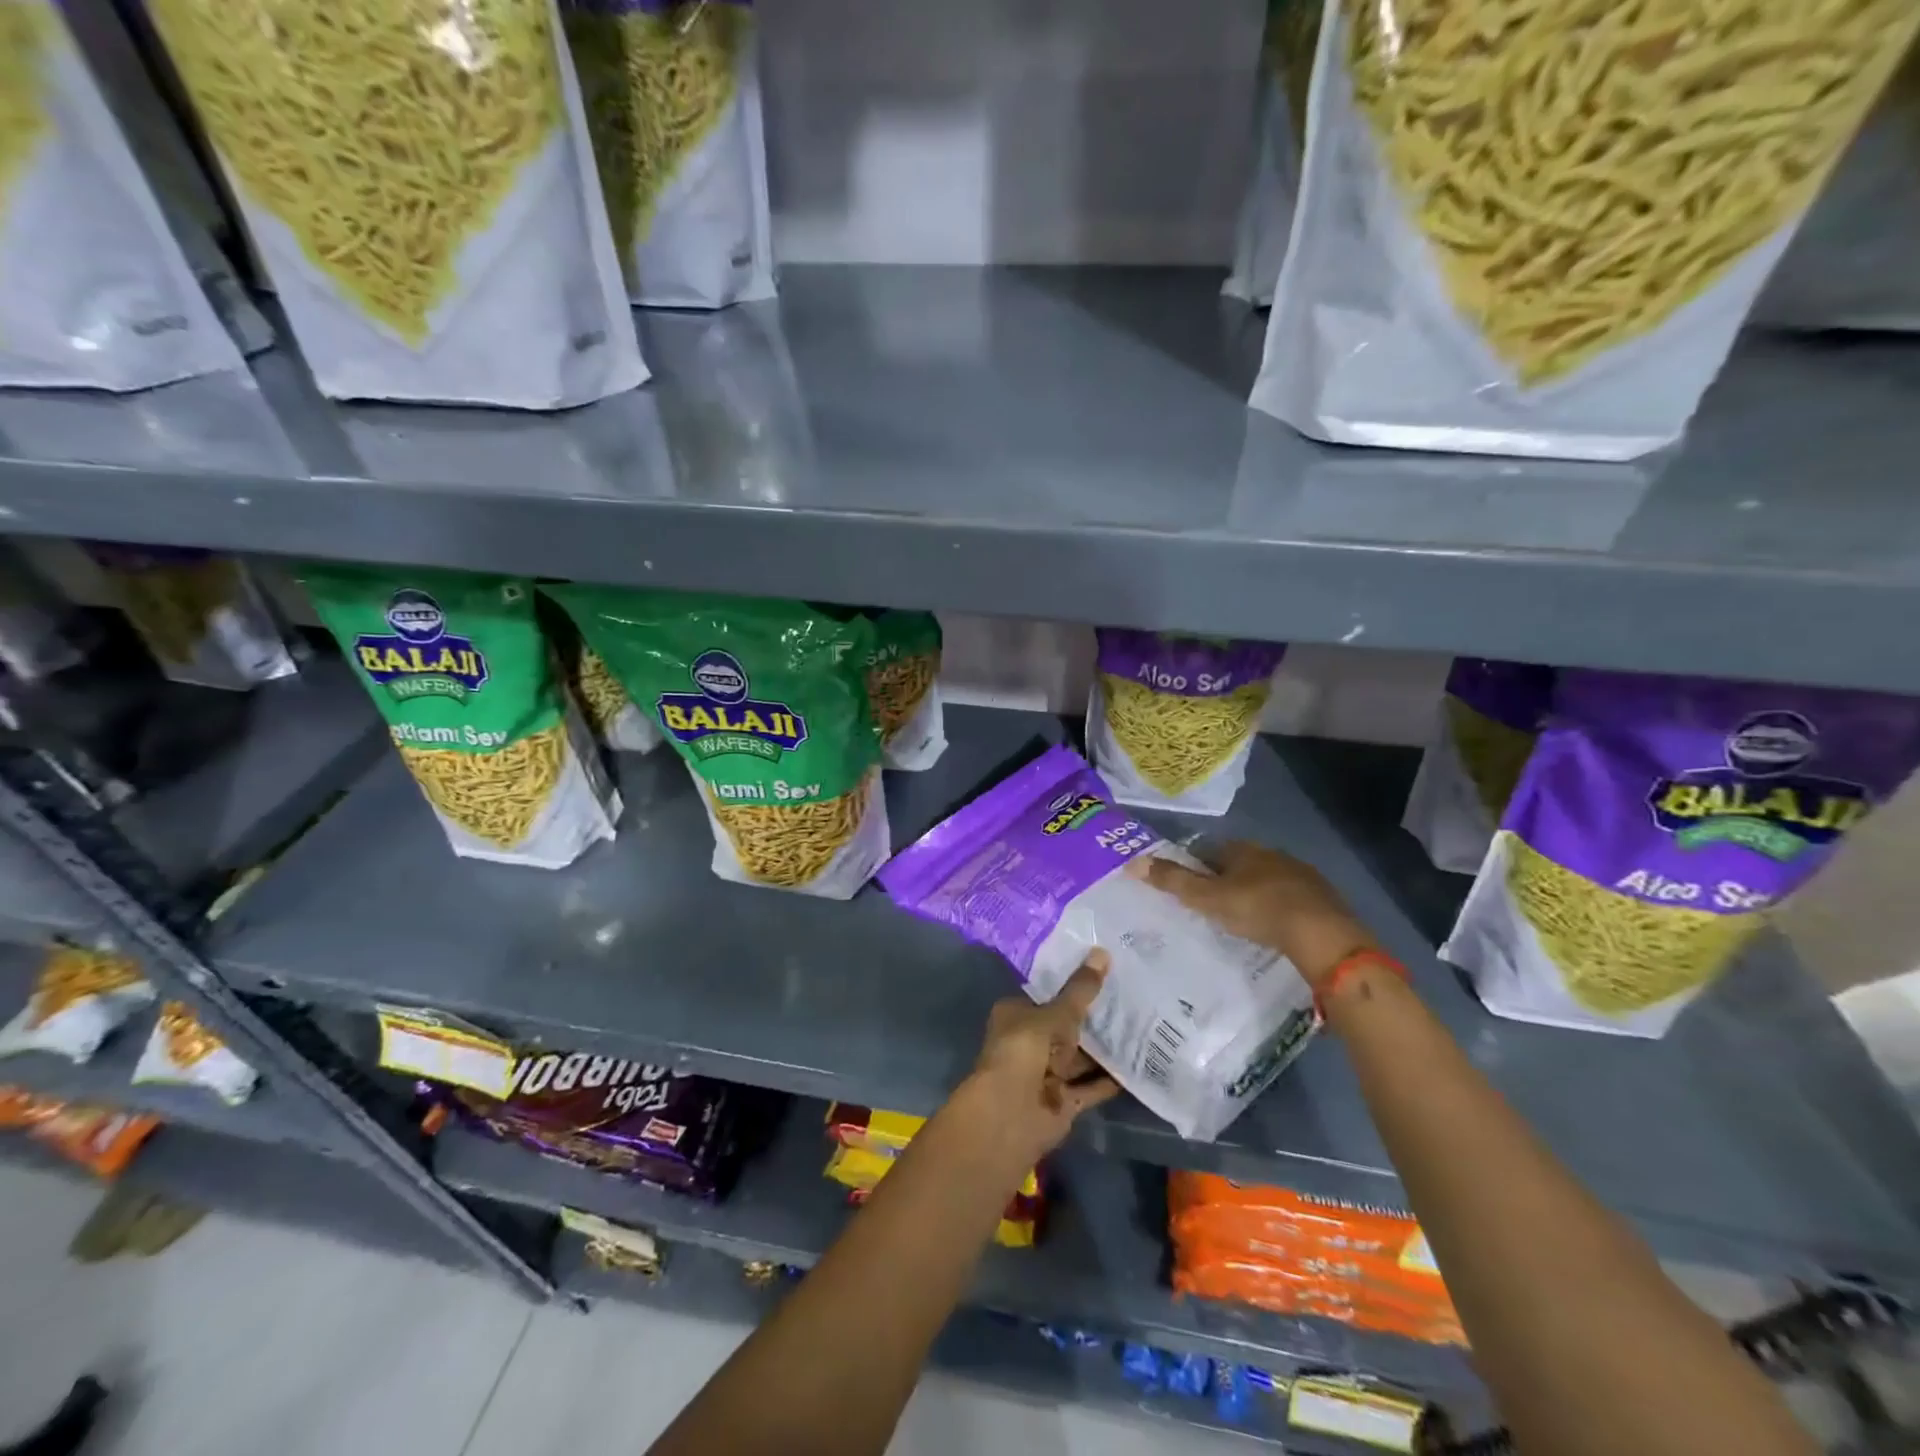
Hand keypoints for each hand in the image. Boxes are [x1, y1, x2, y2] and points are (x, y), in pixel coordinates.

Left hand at [965, 950, 1119, 1161]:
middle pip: (1065, 1027)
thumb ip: (1081, 989)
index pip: (1046, 995)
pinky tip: (1139, 1065)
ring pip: (1080, 1057)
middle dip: (1093, 1019)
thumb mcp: (1058, 1013)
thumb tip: (1102, 952)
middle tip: (1131, 998)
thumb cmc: (1026, 1049)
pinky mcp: (1062, 1101)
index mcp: (1016, 1015)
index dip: (1071, 986)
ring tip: (1142, 1026)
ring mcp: (1045, 1074)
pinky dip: (1110, 1079)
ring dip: (1105, 1049)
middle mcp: (1028, 1042)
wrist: (1012, 1111)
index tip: (1103, 974)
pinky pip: (1091, 1086)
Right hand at [1145, 842, 1376, 991]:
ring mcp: (1299, 874)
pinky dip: (1277, 907)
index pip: (1208, 850)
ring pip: (1266, 879)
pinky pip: (1289, 897)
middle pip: (1238, 863)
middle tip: (1210, 904)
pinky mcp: (1321, 897)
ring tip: (1240, 918)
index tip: (1185, 886)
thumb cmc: (1257, 909)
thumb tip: (1132, 862)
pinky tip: (1273, 926)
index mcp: (1242, 850)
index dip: (1194, 865)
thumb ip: (1172, 881)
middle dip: (1225, 879)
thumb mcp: (1207, 898)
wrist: (1321, 933)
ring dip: (1253, 892)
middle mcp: (1270, 854)